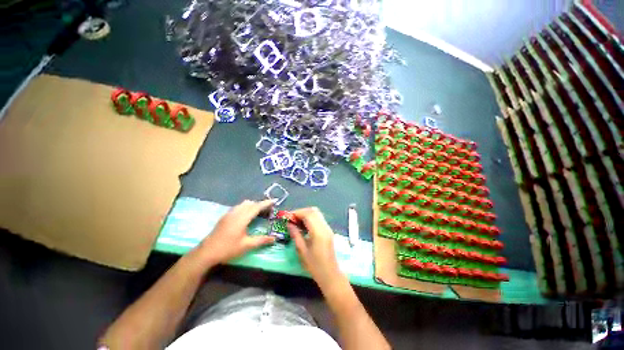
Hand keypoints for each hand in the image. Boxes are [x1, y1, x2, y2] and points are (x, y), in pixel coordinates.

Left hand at [196, 199, 275, 265]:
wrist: (206, 252)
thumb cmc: (227, 249)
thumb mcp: (246, 246)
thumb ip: (261, 240)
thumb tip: (274, 239)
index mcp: (242, 218)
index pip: (257, 207)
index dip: (266, 203)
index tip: (274, 201)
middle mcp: (236, 213)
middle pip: (250, 203)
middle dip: (260, 204)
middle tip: (268, 210)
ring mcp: (229, 214)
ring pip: (243, 204)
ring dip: (252, 205)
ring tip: (259, 213)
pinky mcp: (224, 217)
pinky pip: (238, 207)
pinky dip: (245, 208)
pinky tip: (246, 217)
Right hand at [288, 207, 345, 288]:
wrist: (330, 275)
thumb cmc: (315, 265)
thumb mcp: (302, 251)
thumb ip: (296, 235)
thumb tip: (289, 224)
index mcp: (318, 232)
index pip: (308, 214)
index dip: (297, 213)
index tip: (288, 217)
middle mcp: (325, 227)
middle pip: (313, 211)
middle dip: (301, 212)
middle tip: (292, 219)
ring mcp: (328, 228)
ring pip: (317, 214)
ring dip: (306, 214)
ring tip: (297, 222)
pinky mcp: (328, 231)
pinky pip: (319, 219)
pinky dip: (311, 219)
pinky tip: (304, 226)